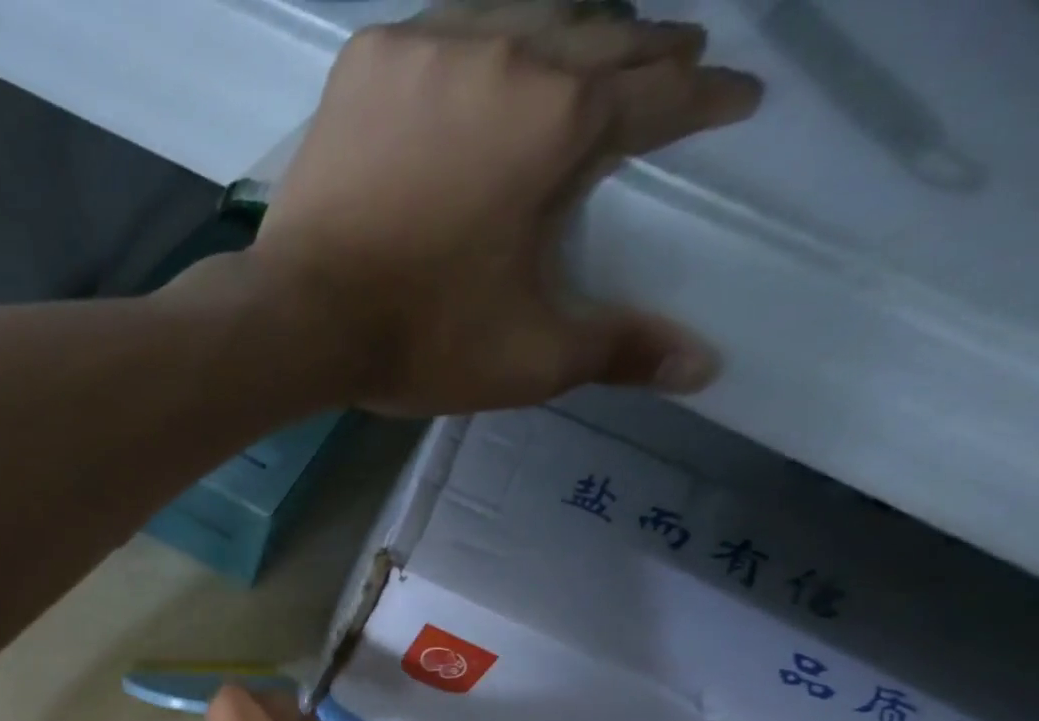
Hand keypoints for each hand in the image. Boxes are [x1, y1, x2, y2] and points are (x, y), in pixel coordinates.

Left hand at [250, 2, 762, 413]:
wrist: (300, 322)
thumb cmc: (417, 340)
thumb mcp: (526, 359)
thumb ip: (616, 351)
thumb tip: (704, 368)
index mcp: (563, 122)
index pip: (661, 98)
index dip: (708, 100)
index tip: (738, 98)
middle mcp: (510, 53)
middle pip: (602, 35)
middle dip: (647, 54)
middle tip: (670, 64)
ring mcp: (433, 45)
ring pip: (524, 11)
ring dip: (568, 28)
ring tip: (585, 48)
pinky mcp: (368, 61)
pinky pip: (442, 27)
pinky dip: (477, 38)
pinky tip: (482, 55)